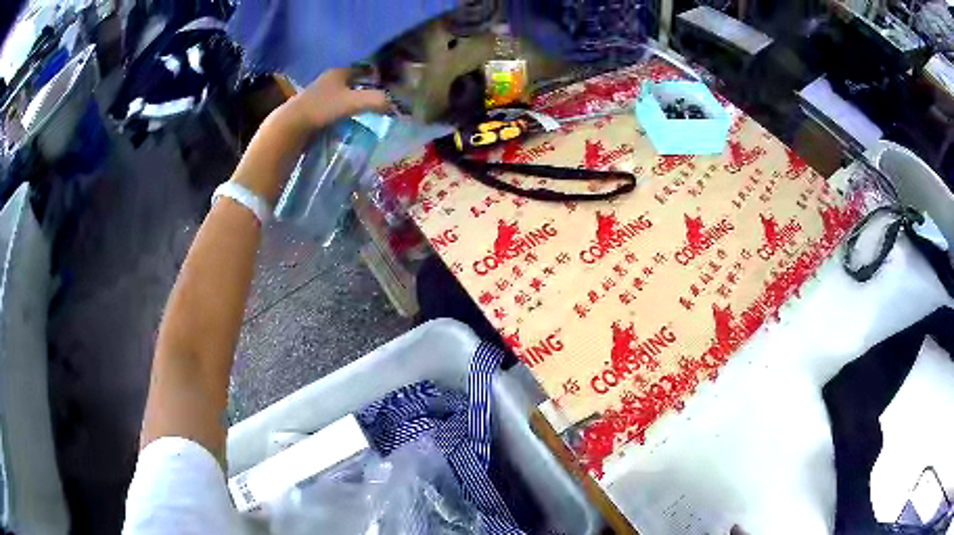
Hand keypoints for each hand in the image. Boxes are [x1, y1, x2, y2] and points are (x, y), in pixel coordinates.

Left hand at [279, 68, 389, 133]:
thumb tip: (396, 105)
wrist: (290, 126)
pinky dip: (344, 109)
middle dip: (367, 87)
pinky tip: (350, 118)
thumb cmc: (322, 108)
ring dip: (355, 99)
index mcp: (338, 71)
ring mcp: (319, 93)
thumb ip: (376, 101)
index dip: (377, 74)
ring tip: (369, 109)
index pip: (363, 68)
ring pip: (343, 93)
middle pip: (353, 80)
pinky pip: (335, 105)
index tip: (390, 83)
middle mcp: (329, 79)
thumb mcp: (353, 102)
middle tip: (382, 97)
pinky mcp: (313, 109)